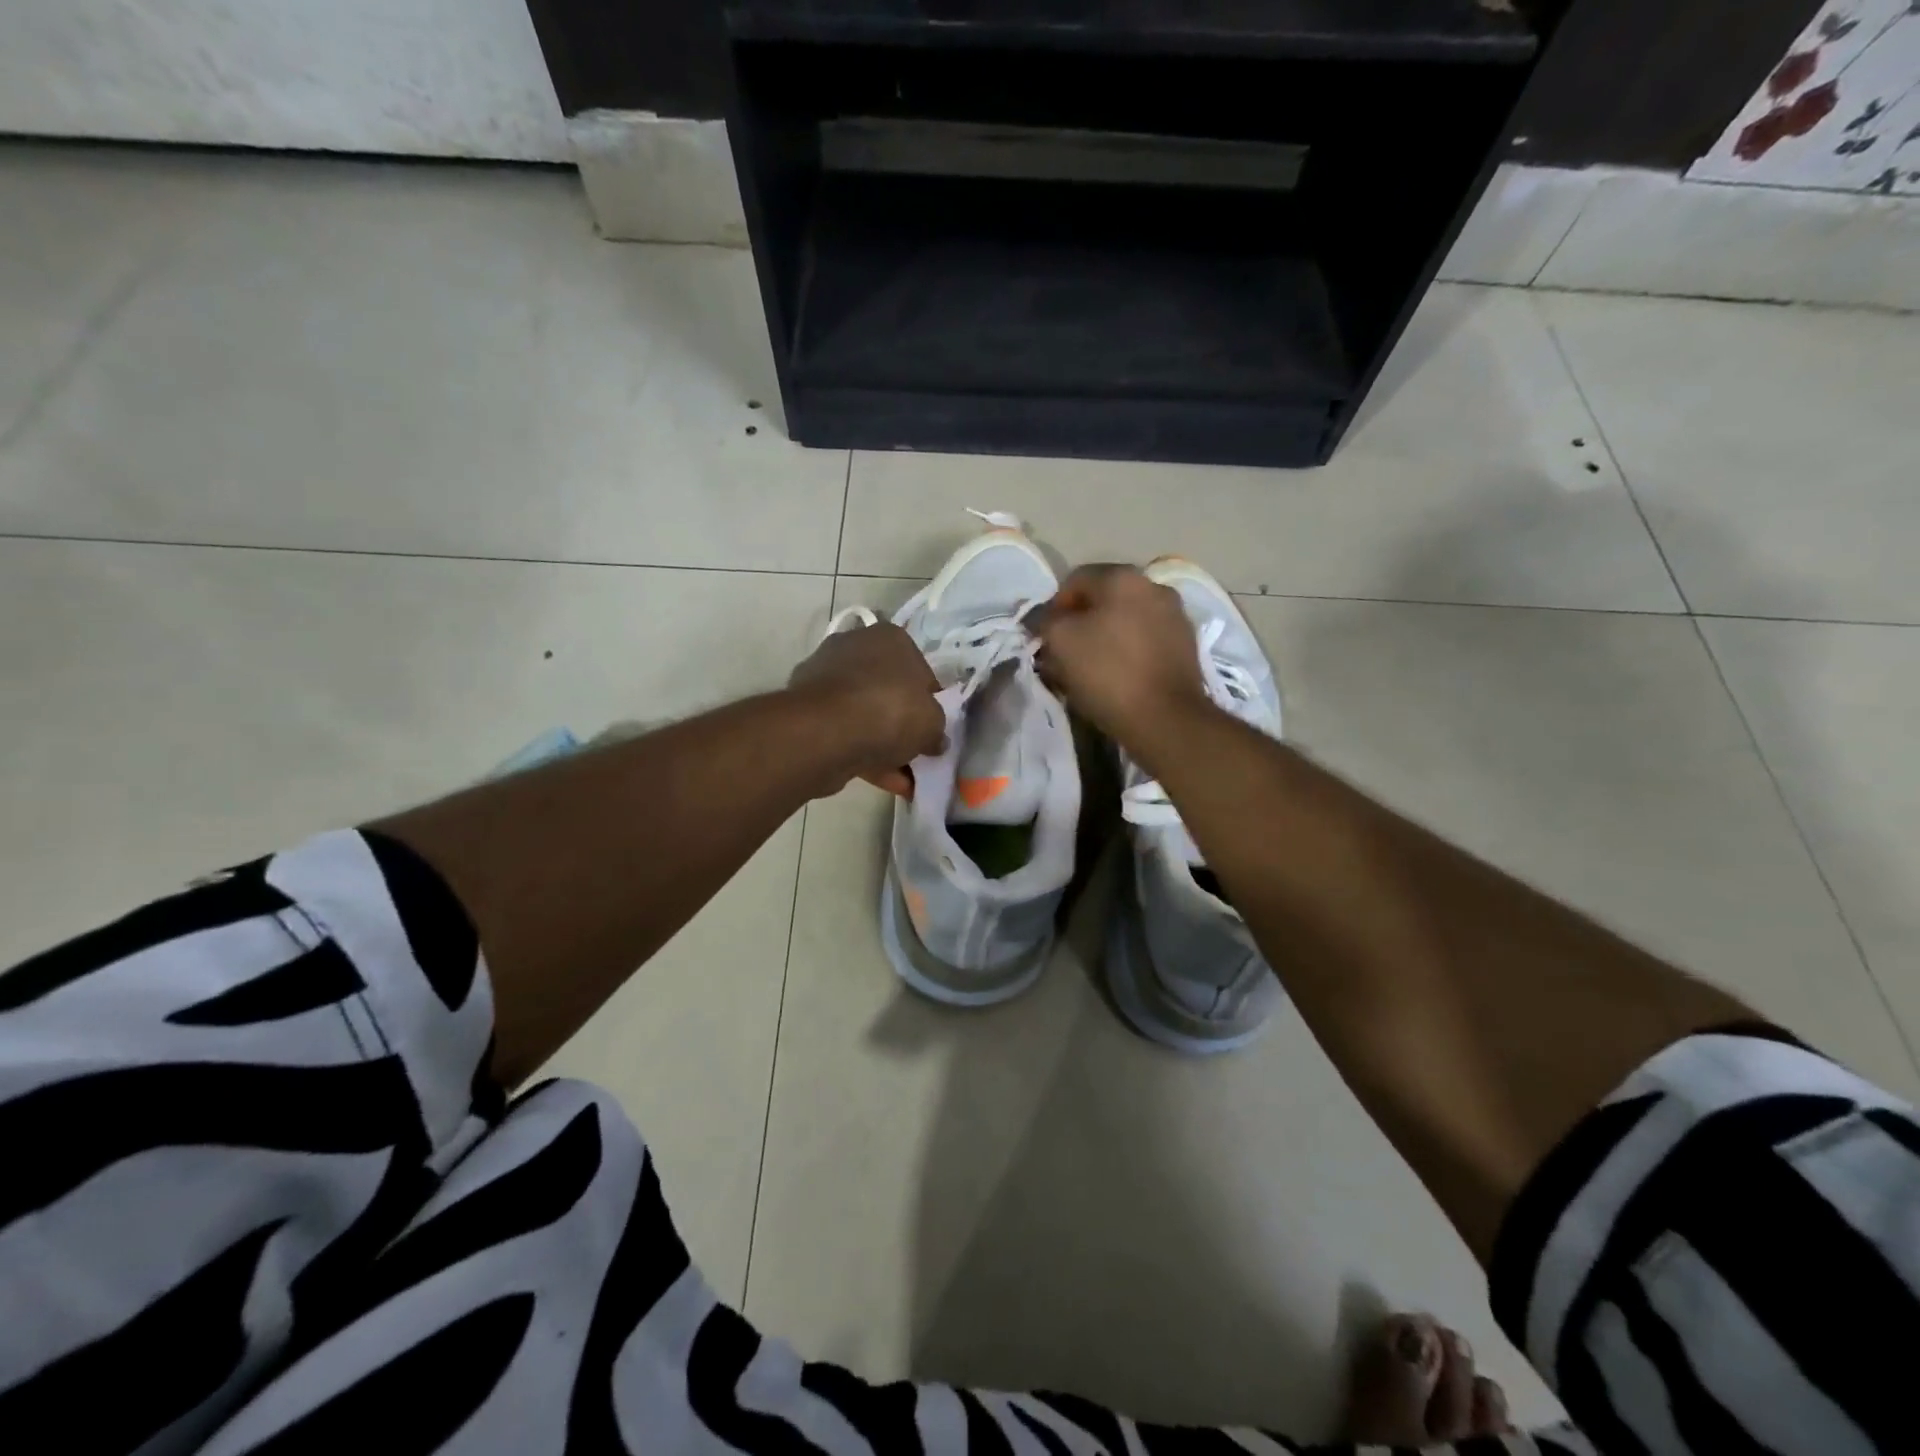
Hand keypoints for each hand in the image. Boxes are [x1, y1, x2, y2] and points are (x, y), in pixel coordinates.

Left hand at [788, 621, 943, 796]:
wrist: (826, 731)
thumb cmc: (890, 710)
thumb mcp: (932, 721)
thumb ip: (936, 729)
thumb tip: (934, 740)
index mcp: (889, 638)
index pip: (919, 669)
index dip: (929, 701)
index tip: (933, 728)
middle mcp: (855, 648)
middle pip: (888, 692)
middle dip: (903, 725)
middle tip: (917, 753)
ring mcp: (826, 678)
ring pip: (864, 715)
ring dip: (885, 747)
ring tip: (904, 780)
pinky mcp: (807, 710)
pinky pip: (844, 732)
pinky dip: (864, 755)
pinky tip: (884, 782)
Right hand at [1029, 565, 1210, 747]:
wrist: (1166, 719)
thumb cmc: (1107, 673)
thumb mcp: (1060, 642)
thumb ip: (1046, 621)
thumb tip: (1046, 619)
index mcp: (1123, 577)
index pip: (1074, 580)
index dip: (1053, 608)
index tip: (1046, 638)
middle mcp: (1154, 586)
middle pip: (1104, 599)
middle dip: (1081, 623)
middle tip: (1064, 654)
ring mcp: (1175, 616)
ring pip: (1126, 620)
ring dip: (1105, 637)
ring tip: (1090, 668)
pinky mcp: (1186, 646)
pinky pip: (1145, 640)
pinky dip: (1128, 652)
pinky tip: (1118, 676)